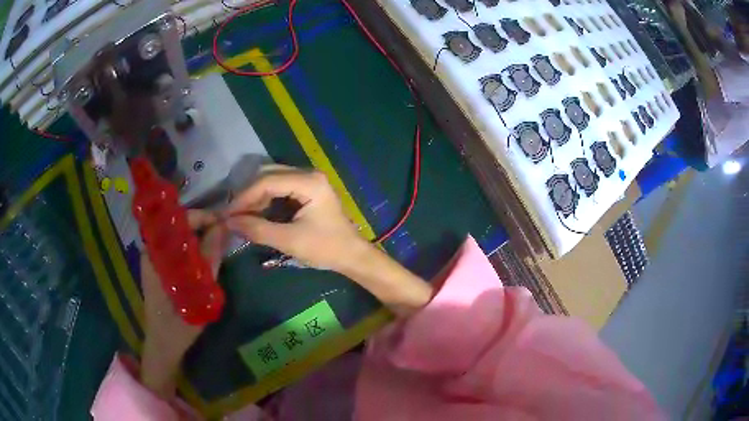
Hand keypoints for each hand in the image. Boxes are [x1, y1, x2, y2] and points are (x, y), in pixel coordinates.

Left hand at [140, 210, 225, 398]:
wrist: (163, 345)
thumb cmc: (178, 324)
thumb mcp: (197, 293)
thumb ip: (208, 260)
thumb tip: (222, 227)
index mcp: (155, 254)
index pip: (177, 220)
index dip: (202, 217)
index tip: (224, 224)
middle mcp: (153, 250)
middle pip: (179, 225)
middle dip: (204, 225)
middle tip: (225, 235)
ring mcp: (156, 258)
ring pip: (180, 236)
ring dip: (201, 237)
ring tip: (220, 244)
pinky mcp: (162, 267)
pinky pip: (180, 248)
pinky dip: (196, 248)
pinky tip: (208, 257)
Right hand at [226, 166, 431, 314]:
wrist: (351, 255)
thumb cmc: (325, 248)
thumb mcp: (289, 241)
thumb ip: (258, 230)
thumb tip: (229, 222)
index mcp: (309, 182)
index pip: (267, 181)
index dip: (244, 197)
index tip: (228, 214)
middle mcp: (308, 174)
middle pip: (268, 175)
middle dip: (249, 195)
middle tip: (234, 215)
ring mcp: (308, 180)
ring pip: (272, 180)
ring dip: (256, 197)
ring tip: (242, 216)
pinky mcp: (307, 189)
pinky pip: (280, 188)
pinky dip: (266, 199)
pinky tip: (257, 214)